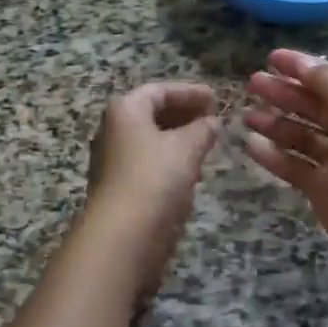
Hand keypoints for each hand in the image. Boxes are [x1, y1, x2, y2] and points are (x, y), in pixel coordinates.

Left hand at [84, 82, 218, 292]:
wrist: (122, 235)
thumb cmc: (154, 178)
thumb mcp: (186, 148)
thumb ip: (202, 129)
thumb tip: (211, 121)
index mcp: (124, 110)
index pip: (159, 91)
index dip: (189, 92)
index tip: (215, 98)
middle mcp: (112, 129)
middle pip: (151, 113)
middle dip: (183, 114)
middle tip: (212, 118)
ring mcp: (112, 159)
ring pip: (150, 139)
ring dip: (178, 137)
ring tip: (206, 141)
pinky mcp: (118, 186)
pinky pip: (147, 161)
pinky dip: (169, 158)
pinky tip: (190, 168)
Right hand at [245, 50, 327, 280]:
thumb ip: (325, 80)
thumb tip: (301, 63)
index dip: (302, 67)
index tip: (271, 58)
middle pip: (314, 105)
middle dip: (284, 93)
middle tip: (252, 83)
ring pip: (302, 136)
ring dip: (275, 123)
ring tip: (246, 115)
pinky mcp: (324, 190)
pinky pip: (294, 166)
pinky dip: (273, 156)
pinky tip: (250, 145)